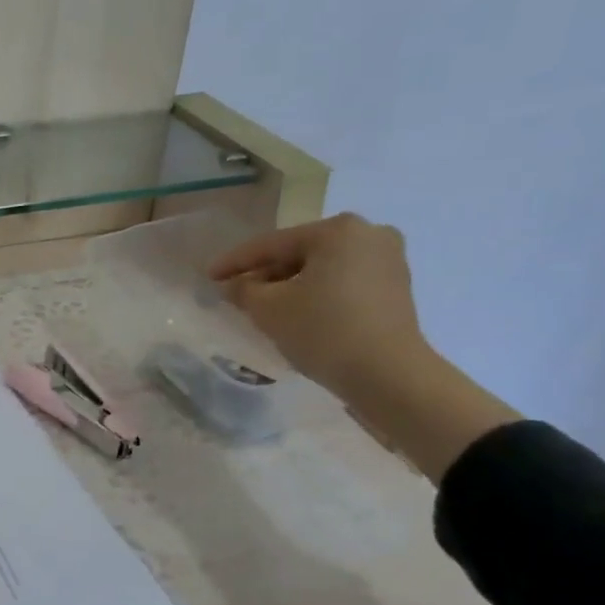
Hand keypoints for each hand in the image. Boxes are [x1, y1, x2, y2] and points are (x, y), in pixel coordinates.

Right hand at [208, 212, 429, 402]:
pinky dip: (317, 293)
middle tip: (236, 292)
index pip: (272, 244)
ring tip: (263, 306)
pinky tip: (298, 313)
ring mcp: (388, 260)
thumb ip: (244, 290)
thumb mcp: (269, 309)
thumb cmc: (324, 331)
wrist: (388, 374)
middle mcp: (369, 234)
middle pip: (300, 253)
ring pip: (322, 268)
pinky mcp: (396, 288)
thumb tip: (234, 284)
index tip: (208, 275)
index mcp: (338, 230)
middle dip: (266, 273)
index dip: (235, 261)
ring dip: (290, 285)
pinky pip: (343, 282)